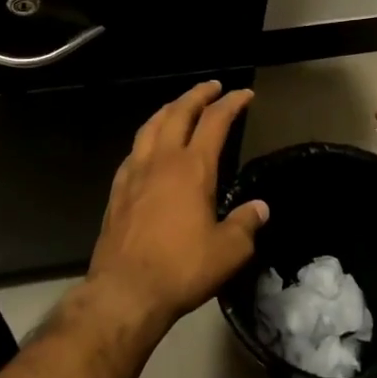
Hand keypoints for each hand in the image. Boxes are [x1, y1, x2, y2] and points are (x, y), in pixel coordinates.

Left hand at [88, 82, 267, 328]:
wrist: (125, 291)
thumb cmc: (182, 268)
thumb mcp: (228, 251)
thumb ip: (246, 224)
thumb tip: (260, 208)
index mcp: (192, 168)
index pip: (215, 122)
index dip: (231, 104)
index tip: (244, 95)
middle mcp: (162, 161)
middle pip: (178, 113)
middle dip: (198, 95)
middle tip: (212, 86)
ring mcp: (134, 173)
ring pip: (151, 126)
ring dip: (168, 109)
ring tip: (179, 105)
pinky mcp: (117, 190)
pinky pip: (134, 150)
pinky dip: (147, 137)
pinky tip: (148, 146)